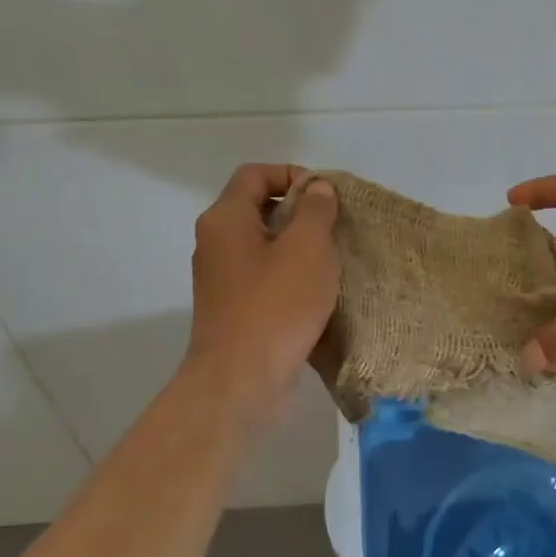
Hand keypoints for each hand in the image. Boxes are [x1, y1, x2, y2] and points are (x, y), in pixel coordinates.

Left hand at [184, 164, 338, 418]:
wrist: (242, 381)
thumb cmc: (276, 305)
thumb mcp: (308, 247)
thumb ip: (316, 210)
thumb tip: (317, 188)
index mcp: (225, 219)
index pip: (255, 174)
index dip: (293, 175)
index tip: (328, 196)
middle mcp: (216, 244)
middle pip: (261, 209)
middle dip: (303, 213)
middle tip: (338, 229)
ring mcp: (223, 280)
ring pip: (266, 246)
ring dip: (301, 248)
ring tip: (336, 261)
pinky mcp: (235, 310)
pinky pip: (267, 279)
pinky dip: (293, 278)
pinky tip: (321, 294)